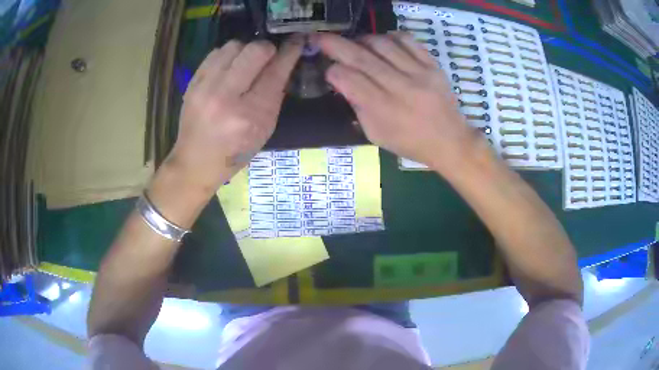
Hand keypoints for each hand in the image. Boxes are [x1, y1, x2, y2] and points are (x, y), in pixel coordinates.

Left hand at [166, 37, 302, 193]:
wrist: (195, 162)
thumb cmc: (234, 153)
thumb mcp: (264, 130)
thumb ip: (275, 96)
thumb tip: (282, 64)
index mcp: (250, 115)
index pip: (275, 72)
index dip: (290, 52)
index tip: (296, 41)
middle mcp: (225, 97)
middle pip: (254, 50)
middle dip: (267, 49)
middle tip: (268, 57)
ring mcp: (205, 87)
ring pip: (234, 46)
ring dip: (246, 50)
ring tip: (245, 64)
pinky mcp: (192, 82)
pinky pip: (216, 53)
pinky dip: (228, 55)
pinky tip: (229, 68)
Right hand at [316, 33, 482, 172]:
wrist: (450, 141)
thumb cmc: (410, 143)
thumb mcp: (376, 135)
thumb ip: (357, 106)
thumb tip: (342, 80)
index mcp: (383, 110)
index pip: (349, 79)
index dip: (333, 71)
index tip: (329, 71)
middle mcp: (400, 87)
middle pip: (361, 57)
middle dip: (334, 44)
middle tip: (320, 37)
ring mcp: (419, 73)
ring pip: (382, 43)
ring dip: (362, 40)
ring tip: (357, 44)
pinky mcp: (433, 65)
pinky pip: (407, 40)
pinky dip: (390, 36)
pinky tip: (383, 42)